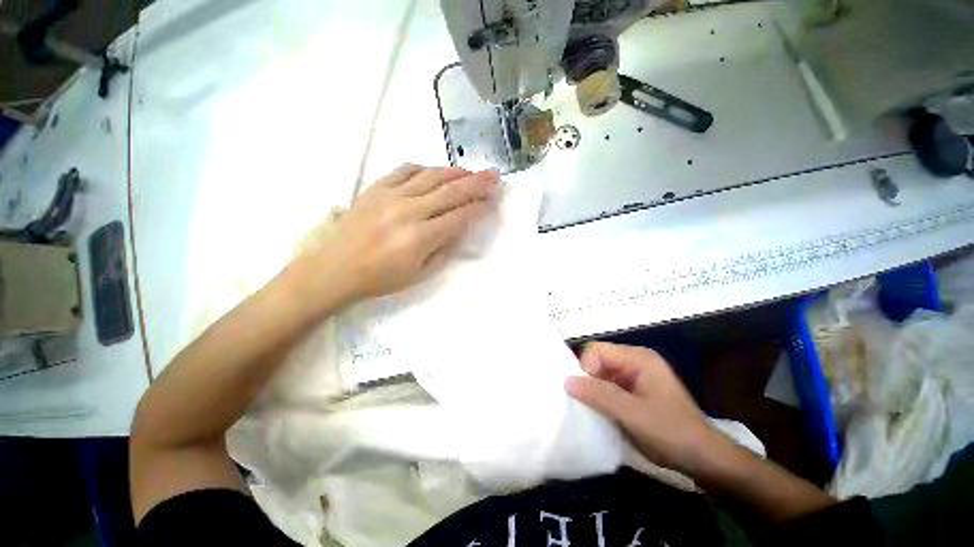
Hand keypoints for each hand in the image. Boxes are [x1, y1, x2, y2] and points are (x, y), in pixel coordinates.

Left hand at [305, 164, 498, 302]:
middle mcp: (408, 211)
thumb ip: (444, 248)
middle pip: (450, 192)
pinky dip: (424, 168)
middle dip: (476, 184)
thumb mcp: (420, 274)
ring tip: (471, 172)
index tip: (493, 201)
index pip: (459, 217)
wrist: (337, 268)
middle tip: (493, 176)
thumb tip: (461, 227)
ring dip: (455, 172)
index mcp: (420, 237)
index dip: (479, 208)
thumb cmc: (382, 278)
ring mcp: (390, 196)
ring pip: (431, 176)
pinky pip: (404, 170)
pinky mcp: (375, 188)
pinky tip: (435, 171)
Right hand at [565, 343, 722, 475]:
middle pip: (598, 361)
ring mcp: (636, 376)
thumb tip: (567, 381)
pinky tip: (603, 414)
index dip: (586, 368)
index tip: (586, 394)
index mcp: (638, 358)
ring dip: (594, 391)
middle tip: (588, 404)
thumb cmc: (671, 433)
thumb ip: (599, 395)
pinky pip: (609, 386)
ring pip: (602, 374)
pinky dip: (602, 398)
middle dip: (589, 380)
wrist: (704, 460)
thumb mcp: (633, 415)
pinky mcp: (635, 391)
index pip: (597, 350)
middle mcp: (636, 361)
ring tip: (594, 411)